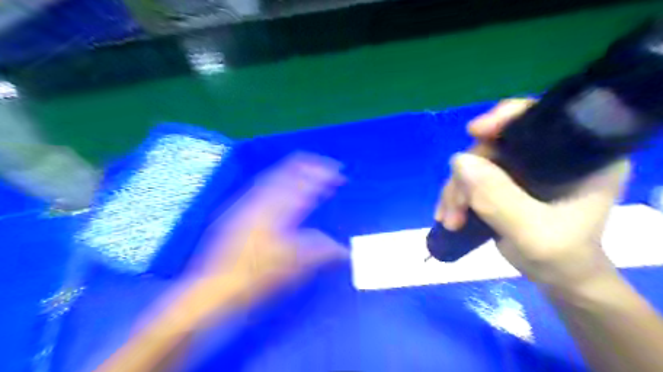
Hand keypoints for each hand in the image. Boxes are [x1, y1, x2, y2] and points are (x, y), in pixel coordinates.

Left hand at [180, 155, 347, 312]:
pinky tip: (281, 185)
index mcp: (277, 210)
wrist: (213, 288)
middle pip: (288, 172)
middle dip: (310, 167)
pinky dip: (278, 179)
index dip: (323, 175)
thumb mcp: (293, 265)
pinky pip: (261, 185)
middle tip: (327, 168)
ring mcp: (245, 203)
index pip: (305, 184)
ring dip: (294, 171)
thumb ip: (321, 252)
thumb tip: (345, 251)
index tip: (338, 173)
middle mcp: (260, 200)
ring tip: (309, 171)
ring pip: (273, 176)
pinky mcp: (236, 210)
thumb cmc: (255, 276)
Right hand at [439, 99, 628, 289]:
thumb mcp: (533, 232)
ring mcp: (523, 168)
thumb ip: (499, 198)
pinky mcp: (504, 182)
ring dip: (456, 191)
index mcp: (579, 156)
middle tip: (455, 208)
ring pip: (476, 163)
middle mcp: (550, 155)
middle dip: (467, 175)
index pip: (541, 118)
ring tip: (450, 221)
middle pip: (494, 144)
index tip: (475, 132)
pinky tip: (448, 216)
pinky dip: (455, 196)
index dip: (505, 118)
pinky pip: (470, 177)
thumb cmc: (561, 258)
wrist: (557, 278)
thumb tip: (458, 160)